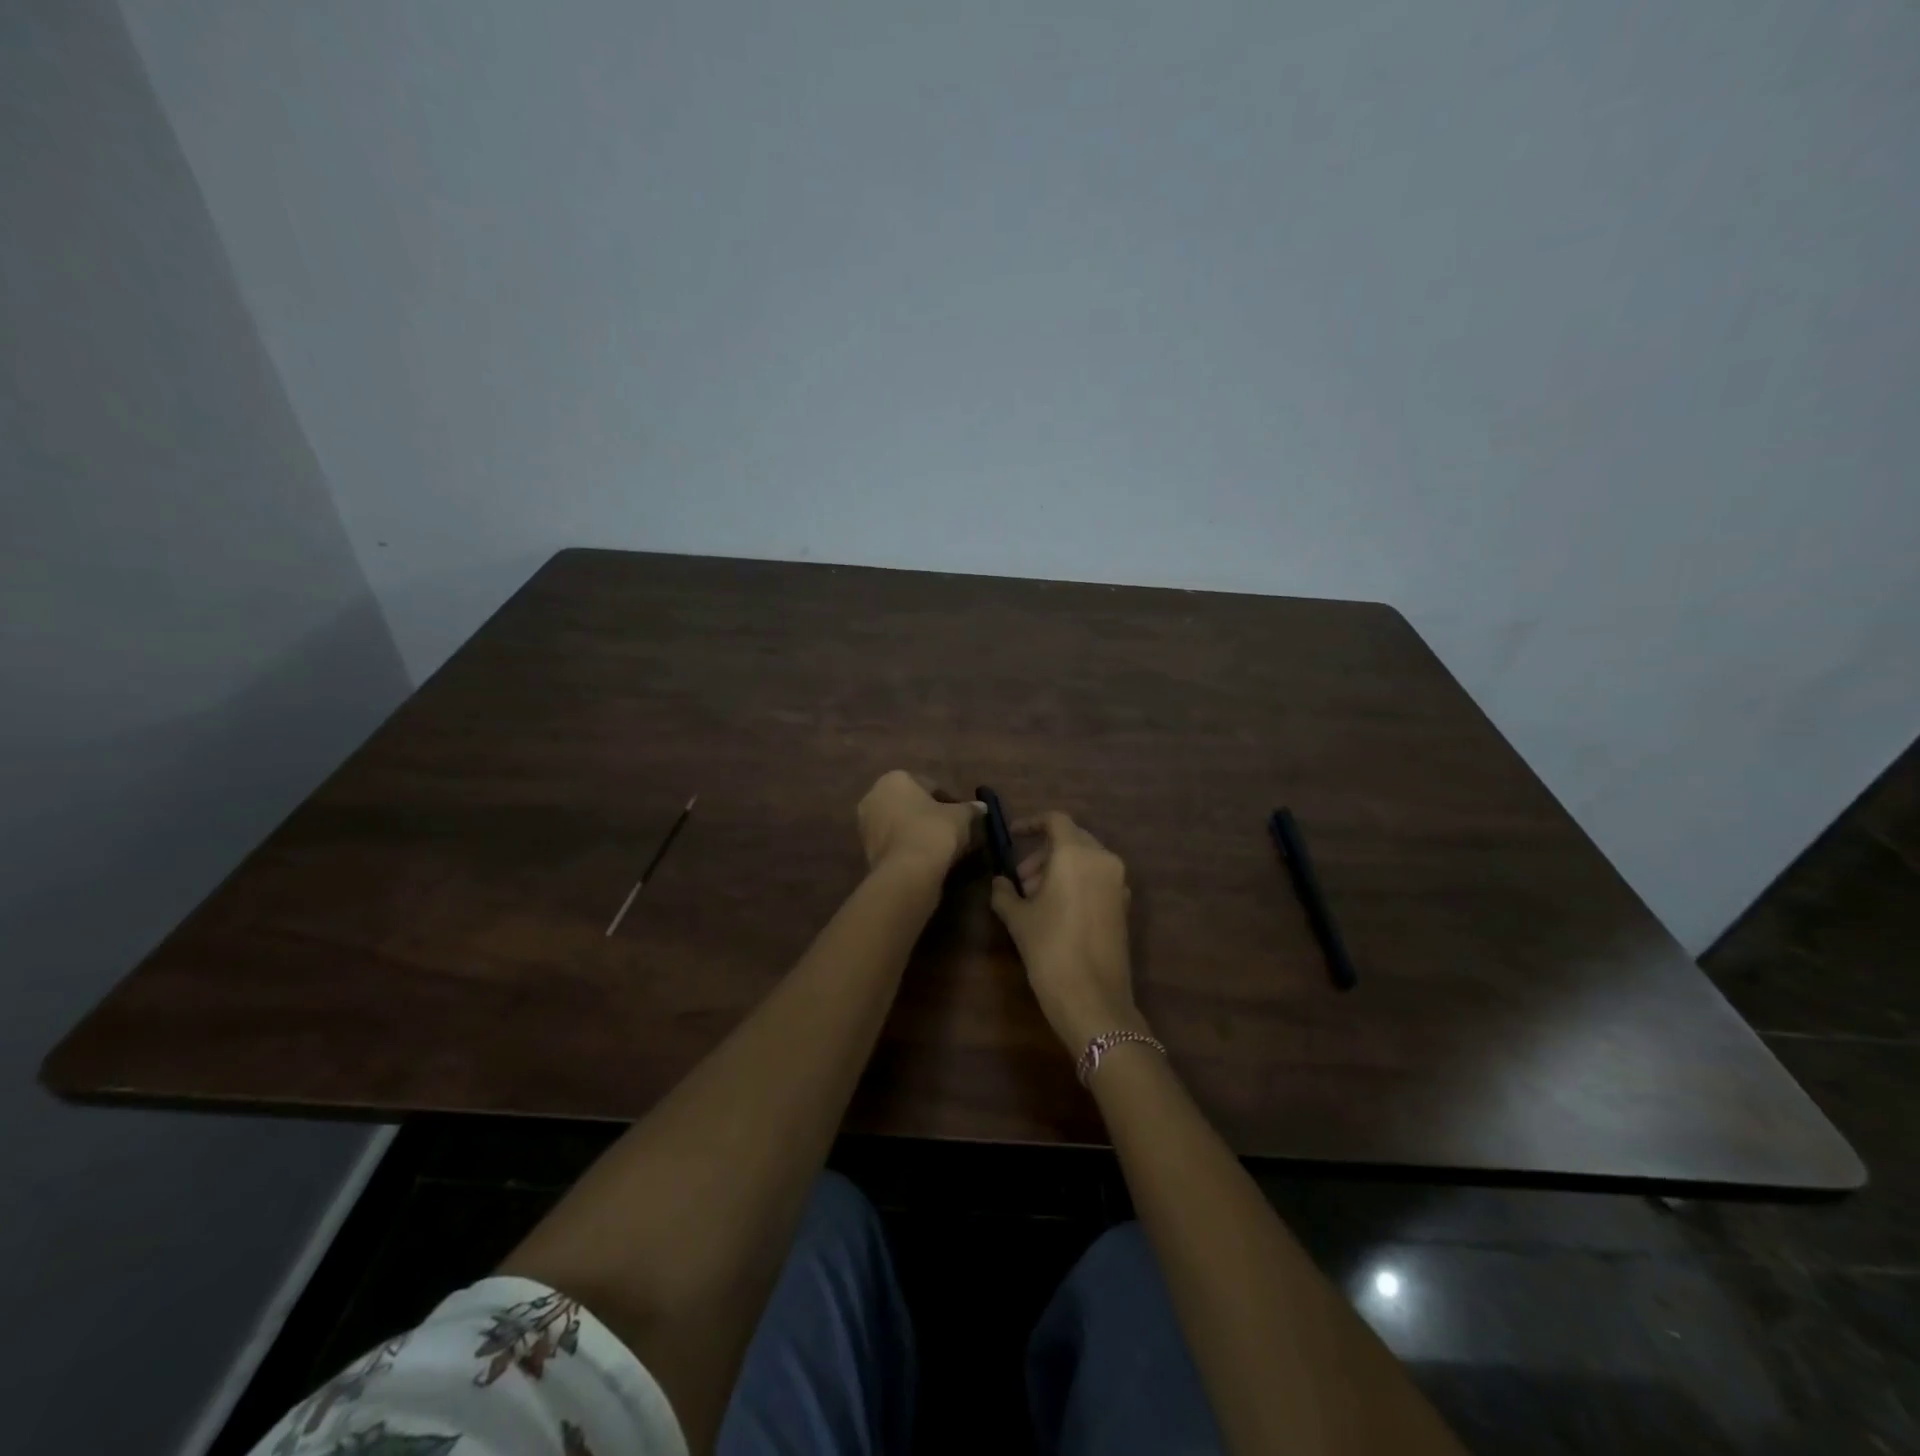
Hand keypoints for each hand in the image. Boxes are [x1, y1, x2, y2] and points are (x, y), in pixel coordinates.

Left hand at [857, 771, 983, 877]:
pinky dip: (907, 847)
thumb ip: (971, 809)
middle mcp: (873, 795)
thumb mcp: (961, 816)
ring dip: (917, 832)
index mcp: (894, 779)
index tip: (963, 818)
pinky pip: (894, 843)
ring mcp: (865, 825)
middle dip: (929, 815)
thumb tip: (982, 807)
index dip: (950, 801)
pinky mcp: (865, 850)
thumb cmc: (934, 831)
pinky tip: (925, 859)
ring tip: (940, 848)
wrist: (907, 872)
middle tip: (952, 831)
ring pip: (900, 824)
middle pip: (910, 804)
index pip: (930, 786)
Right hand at [990, 811, 1144, 1053]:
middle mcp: (1103, 860)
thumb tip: (1000, 882)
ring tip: (1035, 898)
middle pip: (1071, 838)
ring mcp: (1118, 883)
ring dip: (1059, 868)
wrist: (1093, 999)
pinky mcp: (1124, 905)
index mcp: (1076, 854)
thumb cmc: (1050, 950)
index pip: (1055, 820)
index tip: (1012, 837)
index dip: (1031, 824)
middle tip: (1020, 879)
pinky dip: (1077, 882)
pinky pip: (1097, 878)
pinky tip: (1057, 910)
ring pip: (1085, 859)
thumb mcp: (1018, 919)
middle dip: (1043, 852)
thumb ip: (1005, 892)